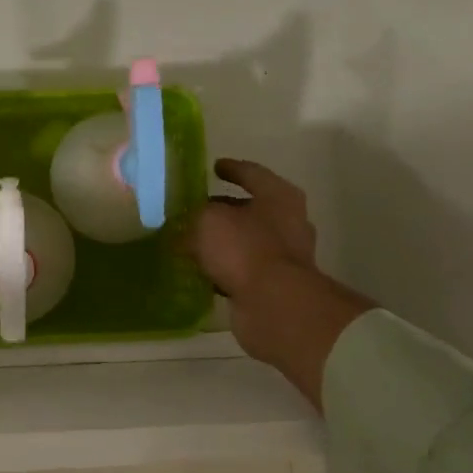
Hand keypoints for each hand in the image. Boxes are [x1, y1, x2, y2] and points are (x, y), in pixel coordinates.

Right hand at [192, 159, 372, 407]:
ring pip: (245, 241)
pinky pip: (242, 269)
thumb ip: (194, 216)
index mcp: (278, 196)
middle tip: (194, 209)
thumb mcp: (208, 221)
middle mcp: (287, 222)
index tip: (214, 168)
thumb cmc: (244, 248)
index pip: (251, 173)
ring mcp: (284, 256)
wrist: (274, 305)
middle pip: (250, 209)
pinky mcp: (274, 284)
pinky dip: (224, 268)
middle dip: (223, 209)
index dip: (231, 169)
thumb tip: (185, 227)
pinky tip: (201, 270)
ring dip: (223, 242)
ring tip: (191, 241)